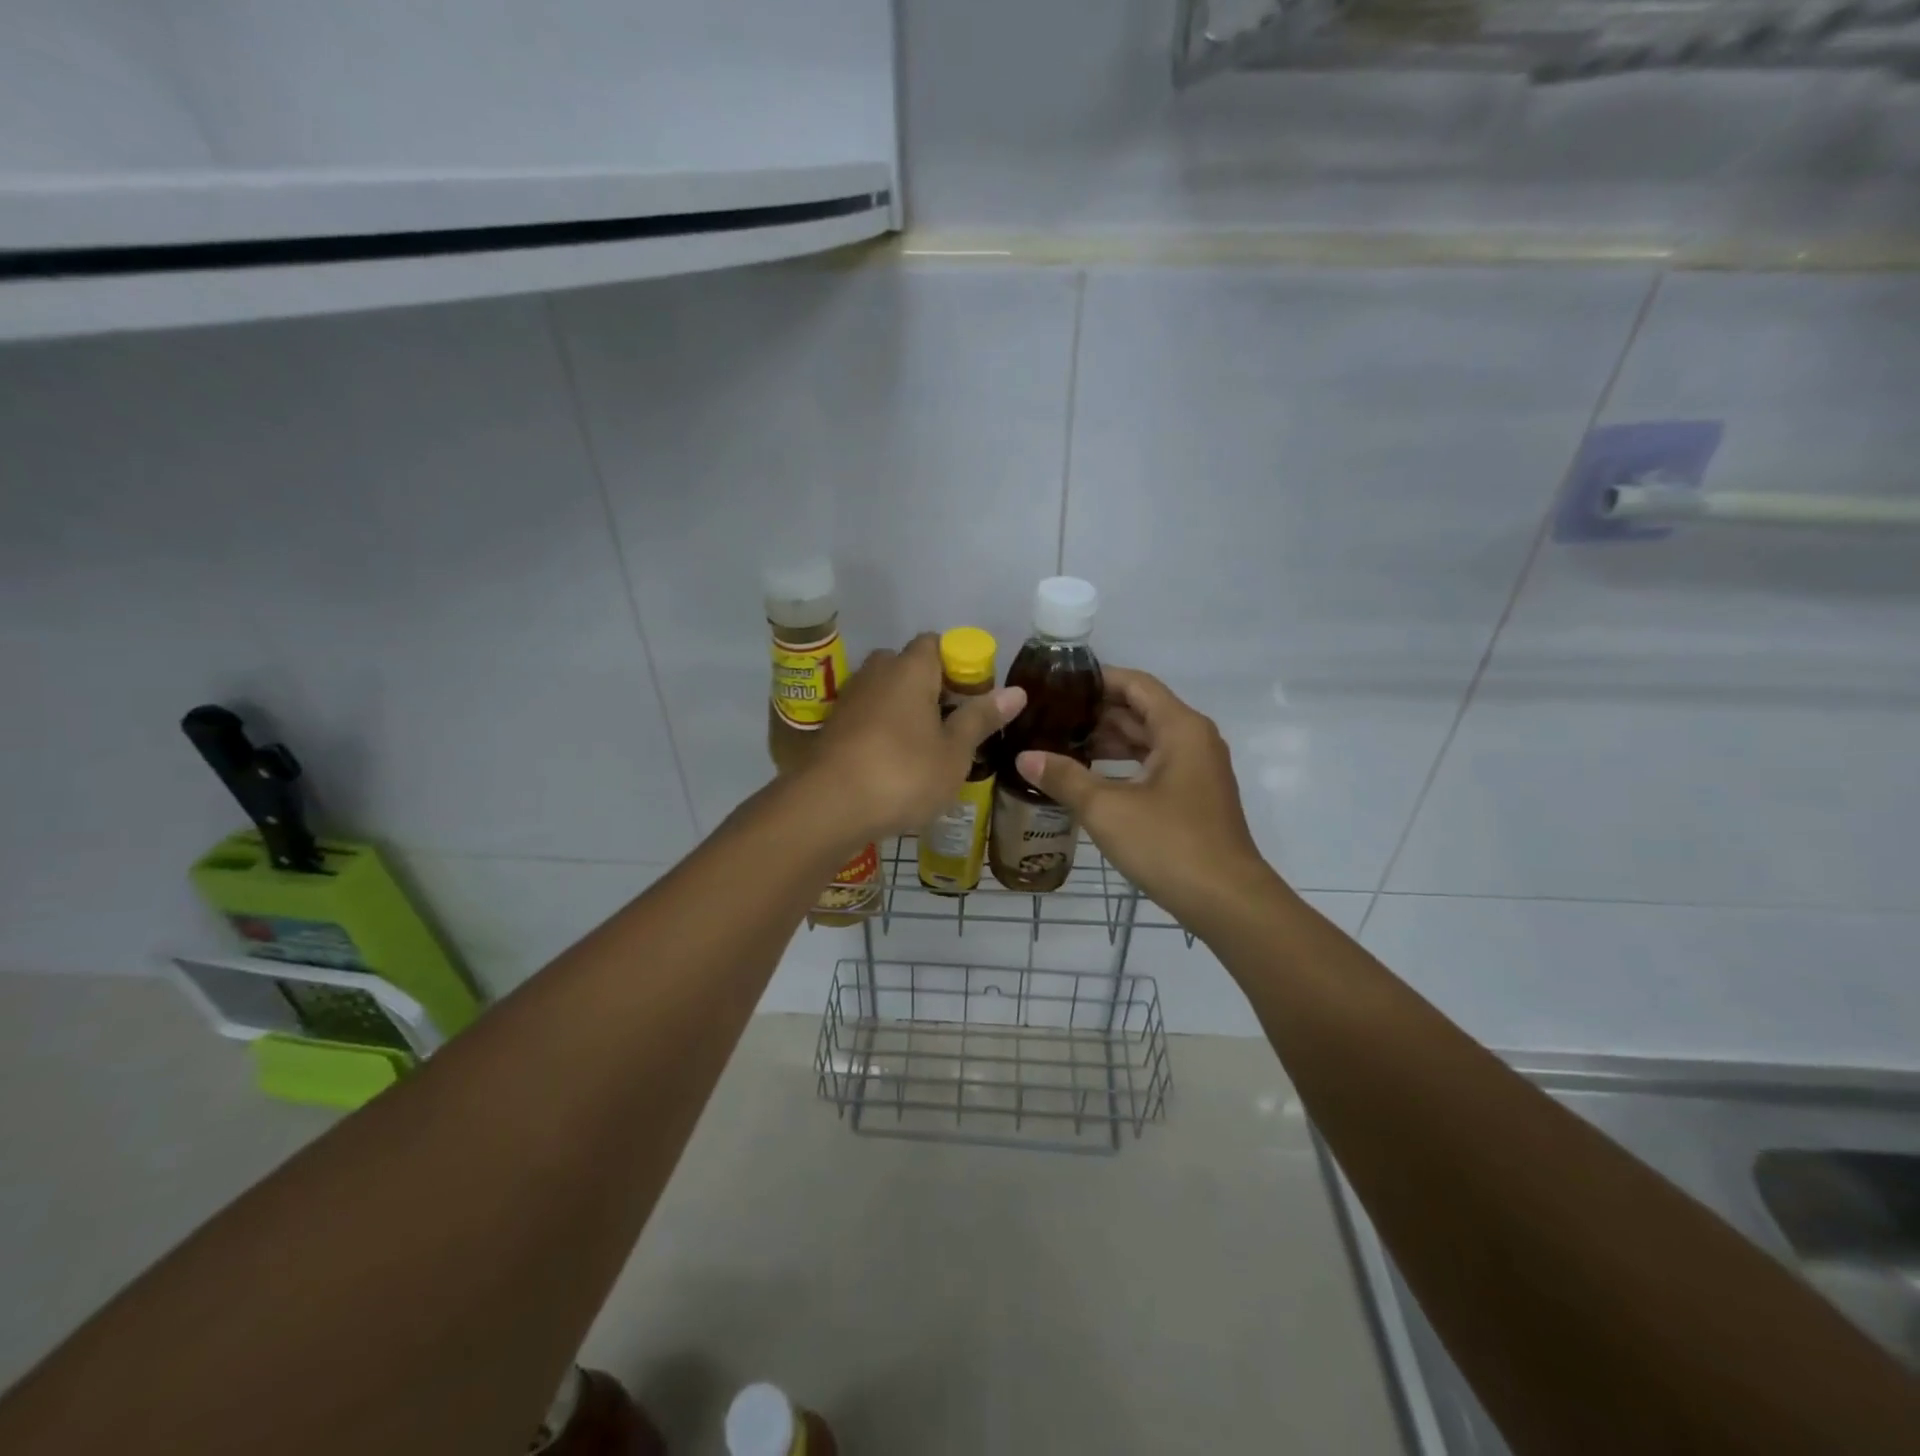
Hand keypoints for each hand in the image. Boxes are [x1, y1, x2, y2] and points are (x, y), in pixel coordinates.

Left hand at [809, 634, 1026, 840]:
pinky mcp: (831, 728)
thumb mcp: (954, 753)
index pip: (935, 643)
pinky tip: (892, 764)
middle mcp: (876, 673)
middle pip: (906, 666)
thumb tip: (1016, 691)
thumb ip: (981, 719)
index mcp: (910, 669)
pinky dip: (880, 731)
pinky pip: (865, 717)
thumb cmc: (903, 774)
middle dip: (928, 687)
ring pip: (883, 693)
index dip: (957, 662)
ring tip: (924, 747)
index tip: (972, 695)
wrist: (828, 807)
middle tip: (950, 722)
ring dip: (902, 711)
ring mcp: (849, 700)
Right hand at [1014, 668, 1273, 926]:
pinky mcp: (1193, 797)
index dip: (1096, 679)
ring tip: (1059, 745)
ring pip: (1146, 741)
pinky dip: (1122, 765)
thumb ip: (1064, 777)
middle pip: (1140, 711)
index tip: (1056, 685)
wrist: (1227, 902)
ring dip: (1107, 741)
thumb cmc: (1169, 844)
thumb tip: (1024, 757)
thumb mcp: (1107, 808)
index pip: (1134, 684)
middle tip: (1048, 717)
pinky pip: (1153, 766)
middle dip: (1095, 713)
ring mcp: (1196, 770)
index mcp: (1180, 728)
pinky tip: (1089, 779)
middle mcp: (1193, 740)